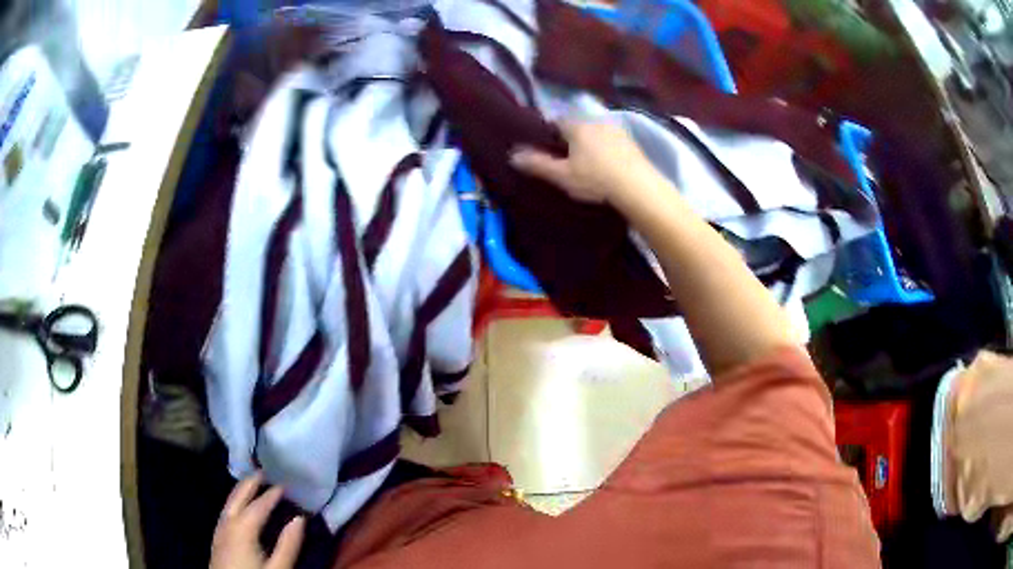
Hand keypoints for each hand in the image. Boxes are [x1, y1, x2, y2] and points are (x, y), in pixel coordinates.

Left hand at [210, 473, 304, 568]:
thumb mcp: (279, 568)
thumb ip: (288, 544)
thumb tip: (299, 518)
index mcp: (242, 529)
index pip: (258, 506)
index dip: (271, 495)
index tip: (284, 485)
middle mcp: (227, 524)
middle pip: (236, 498)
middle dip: (249, 484)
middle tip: (262, 472)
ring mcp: (219, 532)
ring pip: (228, 504)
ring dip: (239, 492)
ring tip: (251, 485)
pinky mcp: (217, 540)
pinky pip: (224, 513)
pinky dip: (233, 504)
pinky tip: (238, 509)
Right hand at [509, 120, 655, 204]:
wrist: (639, 188)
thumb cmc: (596, 179)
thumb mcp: (562, 175)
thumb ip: (538, 164)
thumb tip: (512, 155)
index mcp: (577, 126)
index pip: (556, 121)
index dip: (549, 133)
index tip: (546, 148)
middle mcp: (597, 121)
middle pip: (577, 126)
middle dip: (570, 138)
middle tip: (566, 159)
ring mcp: (617, 130)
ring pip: (596, 133)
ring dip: (590, 143)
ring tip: (587, 164)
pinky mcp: (632, 143)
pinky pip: (612, 141)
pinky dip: (606, 150)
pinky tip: (607, 166)